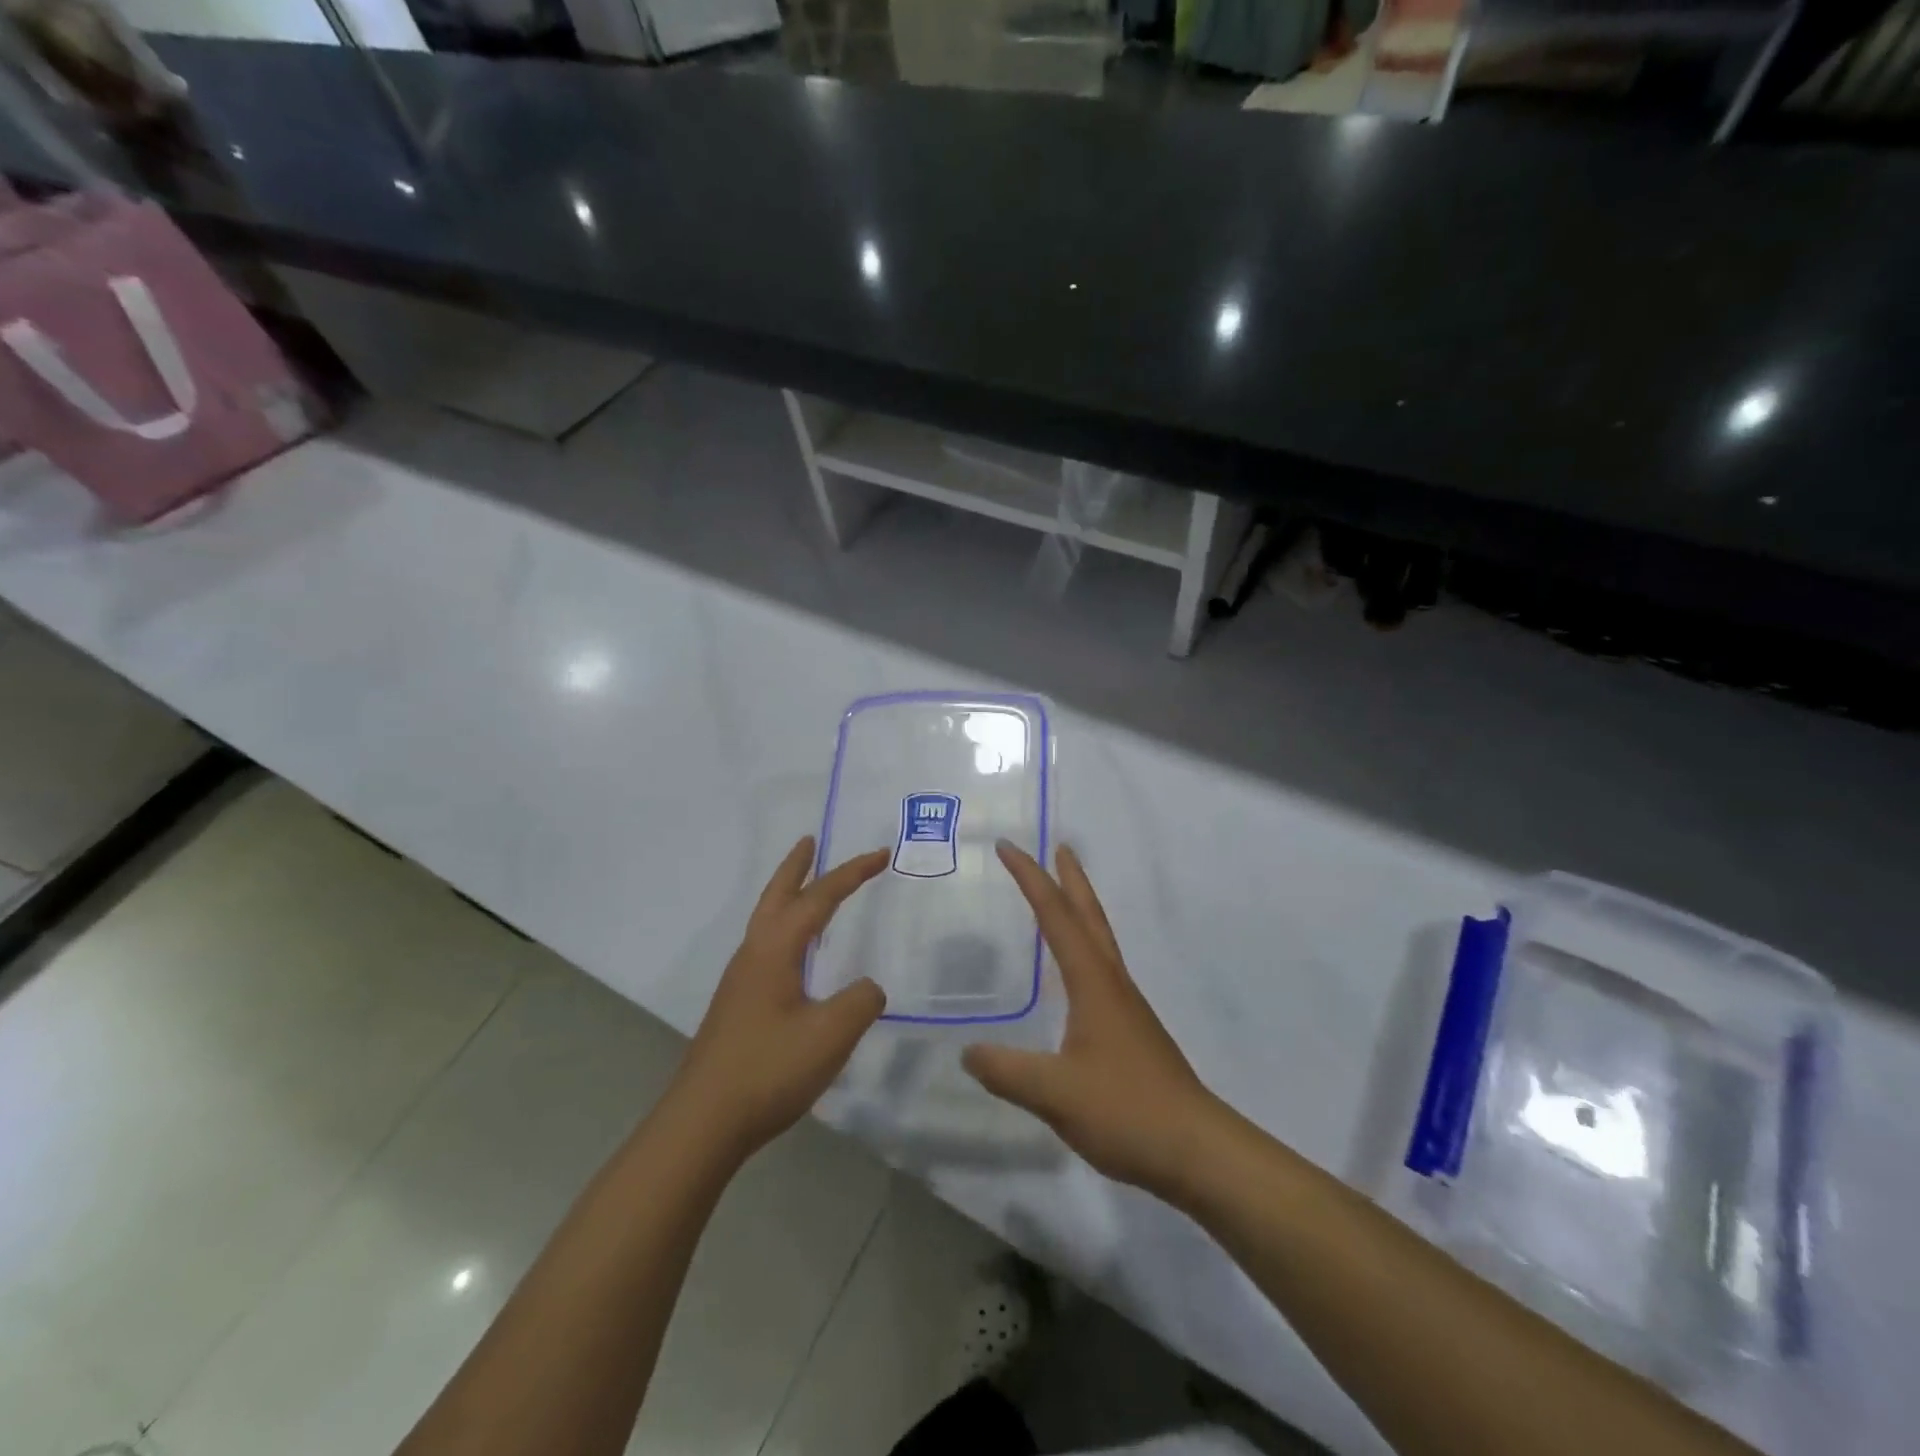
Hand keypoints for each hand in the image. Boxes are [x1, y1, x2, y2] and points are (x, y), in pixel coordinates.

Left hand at [667, 837, 888, 1160]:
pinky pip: (766, 946)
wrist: (703, 1122)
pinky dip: (785, 927)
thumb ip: (860, 1001)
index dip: (852, 874)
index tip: (881, 854)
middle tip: (810, 840)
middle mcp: (754, 954)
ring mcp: (741, 980)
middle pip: (777, 895)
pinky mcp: (738, 1005)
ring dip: (787, 895)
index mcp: (775, 949)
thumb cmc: (768, 1069)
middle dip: (796, 866)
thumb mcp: (830, 1034)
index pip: (820, 898)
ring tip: (807, 887)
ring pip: (767, 920)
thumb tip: (868, 988)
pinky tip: (797, 953)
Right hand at [963, 843, 1219, 1196]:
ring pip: (1100, 940)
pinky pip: (1102, 968)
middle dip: (1071, 878)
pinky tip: (1076, 972)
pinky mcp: (1131, 1030)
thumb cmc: (1126, 1110)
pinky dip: (1084, 947)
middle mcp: (1112, 982)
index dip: (1030, 878)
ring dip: (1081, 909)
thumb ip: (1006, 1071)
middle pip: (1090, 915)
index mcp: (1093, 981)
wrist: (1196, 1149)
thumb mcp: (1054, 1093)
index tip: (1008, 847)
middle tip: (1059, 846)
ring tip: (1063, 895)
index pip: (1055, 916)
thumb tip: (967, 1051)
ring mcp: (1126, 1006)